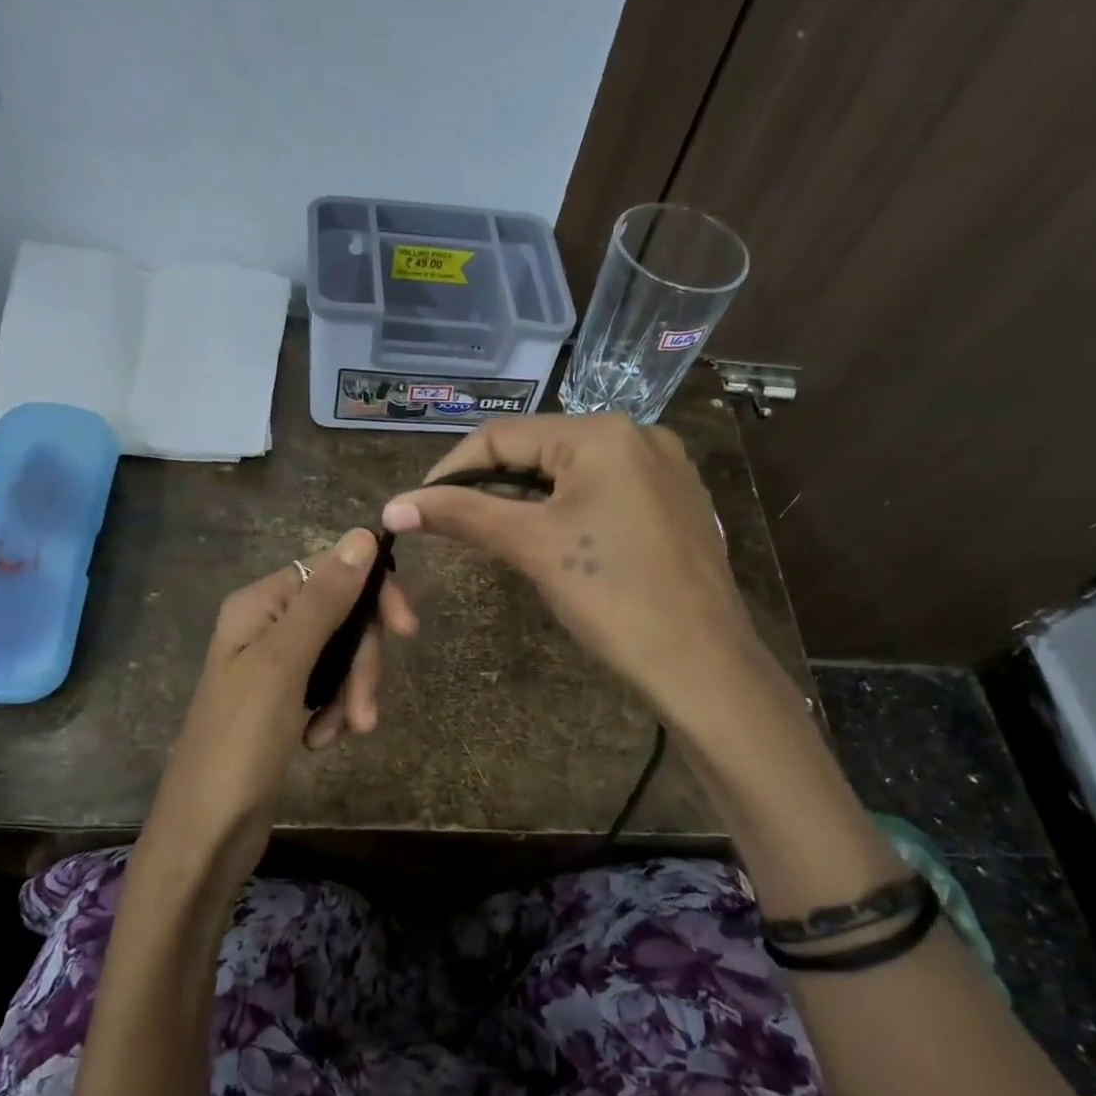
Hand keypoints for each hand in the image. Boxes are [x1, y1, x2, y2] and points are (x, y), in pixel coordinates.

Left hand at [142, 528, 418, 882]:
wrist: (206, 832)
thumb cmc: (239, 743)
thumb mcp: (284, 665)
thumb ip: (325, 600)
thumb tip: (363, 534)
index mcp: (259, 605)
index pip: (331, 571)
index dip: (372, 595)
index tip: (407, 630)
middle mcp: (266, 626)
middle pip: (342, 617)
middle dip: (360, 662)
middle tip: (364, 712)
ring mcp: (275, 667)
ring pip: (340, 656)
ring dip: (350, 693)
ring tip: (342, 734)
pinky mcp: (284, 703)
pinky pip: (328, 689)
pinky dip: (334, 712)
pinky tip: (321, 742)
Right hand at [380, 414, 760, 728]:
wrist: (702, 663)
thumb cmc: (613, 596)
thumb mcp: (532, 546)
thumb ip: (463, 515)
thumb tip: (393, 506)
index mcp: (601, 432)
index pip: (503, 435)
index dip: (451, 469)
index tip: (418, 507)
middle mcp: (638, 434)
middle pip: (539, 449)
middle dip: (490, 485)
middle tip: (454, 527)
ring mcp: (664, 468)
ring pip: (571, 472)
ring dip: (525, 499)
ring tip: (495, 536)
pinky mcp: (676, 502)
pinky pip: (605, 491)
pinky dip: (566, 509)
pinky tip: (553, 542)